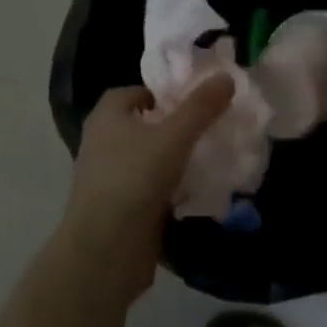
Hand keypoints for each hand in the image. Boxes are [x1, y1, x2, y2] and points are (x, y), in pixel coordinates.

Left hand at [62, 76, 233, 301]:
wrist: (104, 250)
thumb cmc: (134, 179)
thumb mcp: (173, 137)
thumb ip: (200, 107)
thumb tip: (226, 77)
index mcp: (106, 115)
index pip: (135, 92)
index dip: (163, 93)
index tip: (193, 102)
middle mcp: (100, 141)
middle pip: (141, 125)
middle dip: (171, 126)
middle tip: (206, 129)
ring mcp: (106, 177)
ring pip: (144, 158)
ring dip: (170, 159)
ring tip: (206, 159)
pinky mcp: (116, 209)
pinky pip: (146, 188)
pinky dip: (166, 188)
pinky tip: (193, 193)